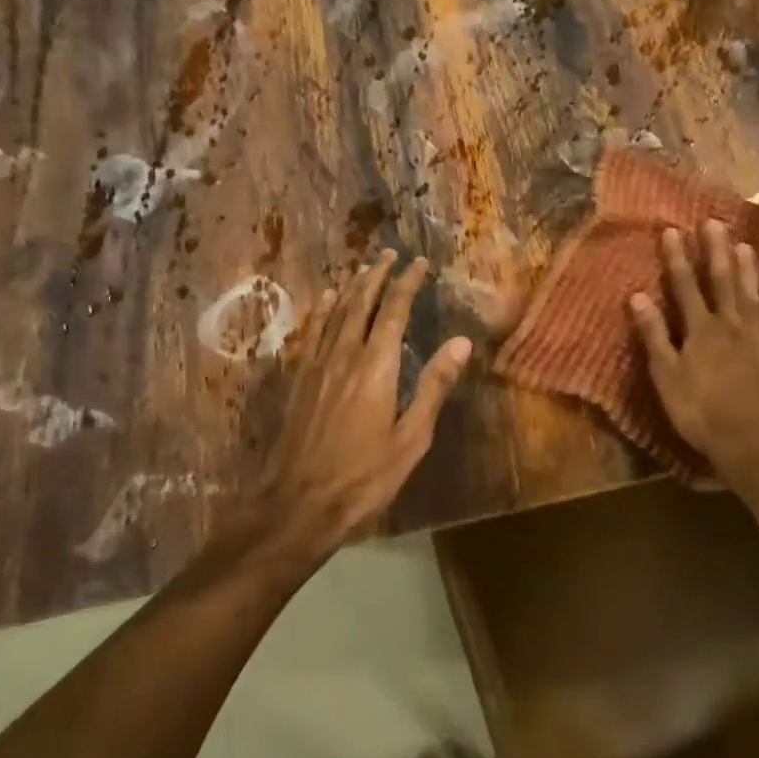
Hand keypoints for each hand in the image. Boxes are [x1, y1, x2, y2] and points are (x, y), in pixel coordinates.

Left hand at [258, 250, 471, 556]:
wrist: (297, 504)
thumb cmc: (363, 476)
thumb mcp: (411, 438)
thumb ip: (434, 386)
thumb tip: (461, 342)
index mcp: (376, 366)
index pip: (394, 311)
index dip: (406, 283)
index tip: (418, 262)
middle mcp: (345, 354)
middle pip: (360, 302)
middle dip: (376, 275)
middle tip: (388, 253)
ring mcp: (317, 365)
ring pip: (335, 312)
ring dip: (351, 286)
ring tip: (362, 268)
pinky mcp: (300, 380)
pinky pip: (313, 332)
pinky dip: (322, 310)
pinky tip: (324, 300)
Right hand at [629, 221, 758, 494]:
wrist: (749, 446)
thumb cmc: (698, 412)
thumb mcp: (666, 377)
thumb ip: (654, 335)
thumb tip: (638, 295)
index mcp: (701, 330)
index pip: (685, 285)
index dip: (678, 257)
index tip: (672, 230)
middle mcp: (731, 326)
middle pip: (722, 281)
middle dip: (716, 250)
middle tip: (715, 222)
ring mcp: (757, 339)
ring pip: (752, 294)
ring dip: (747, 268)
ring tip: (745, 244)